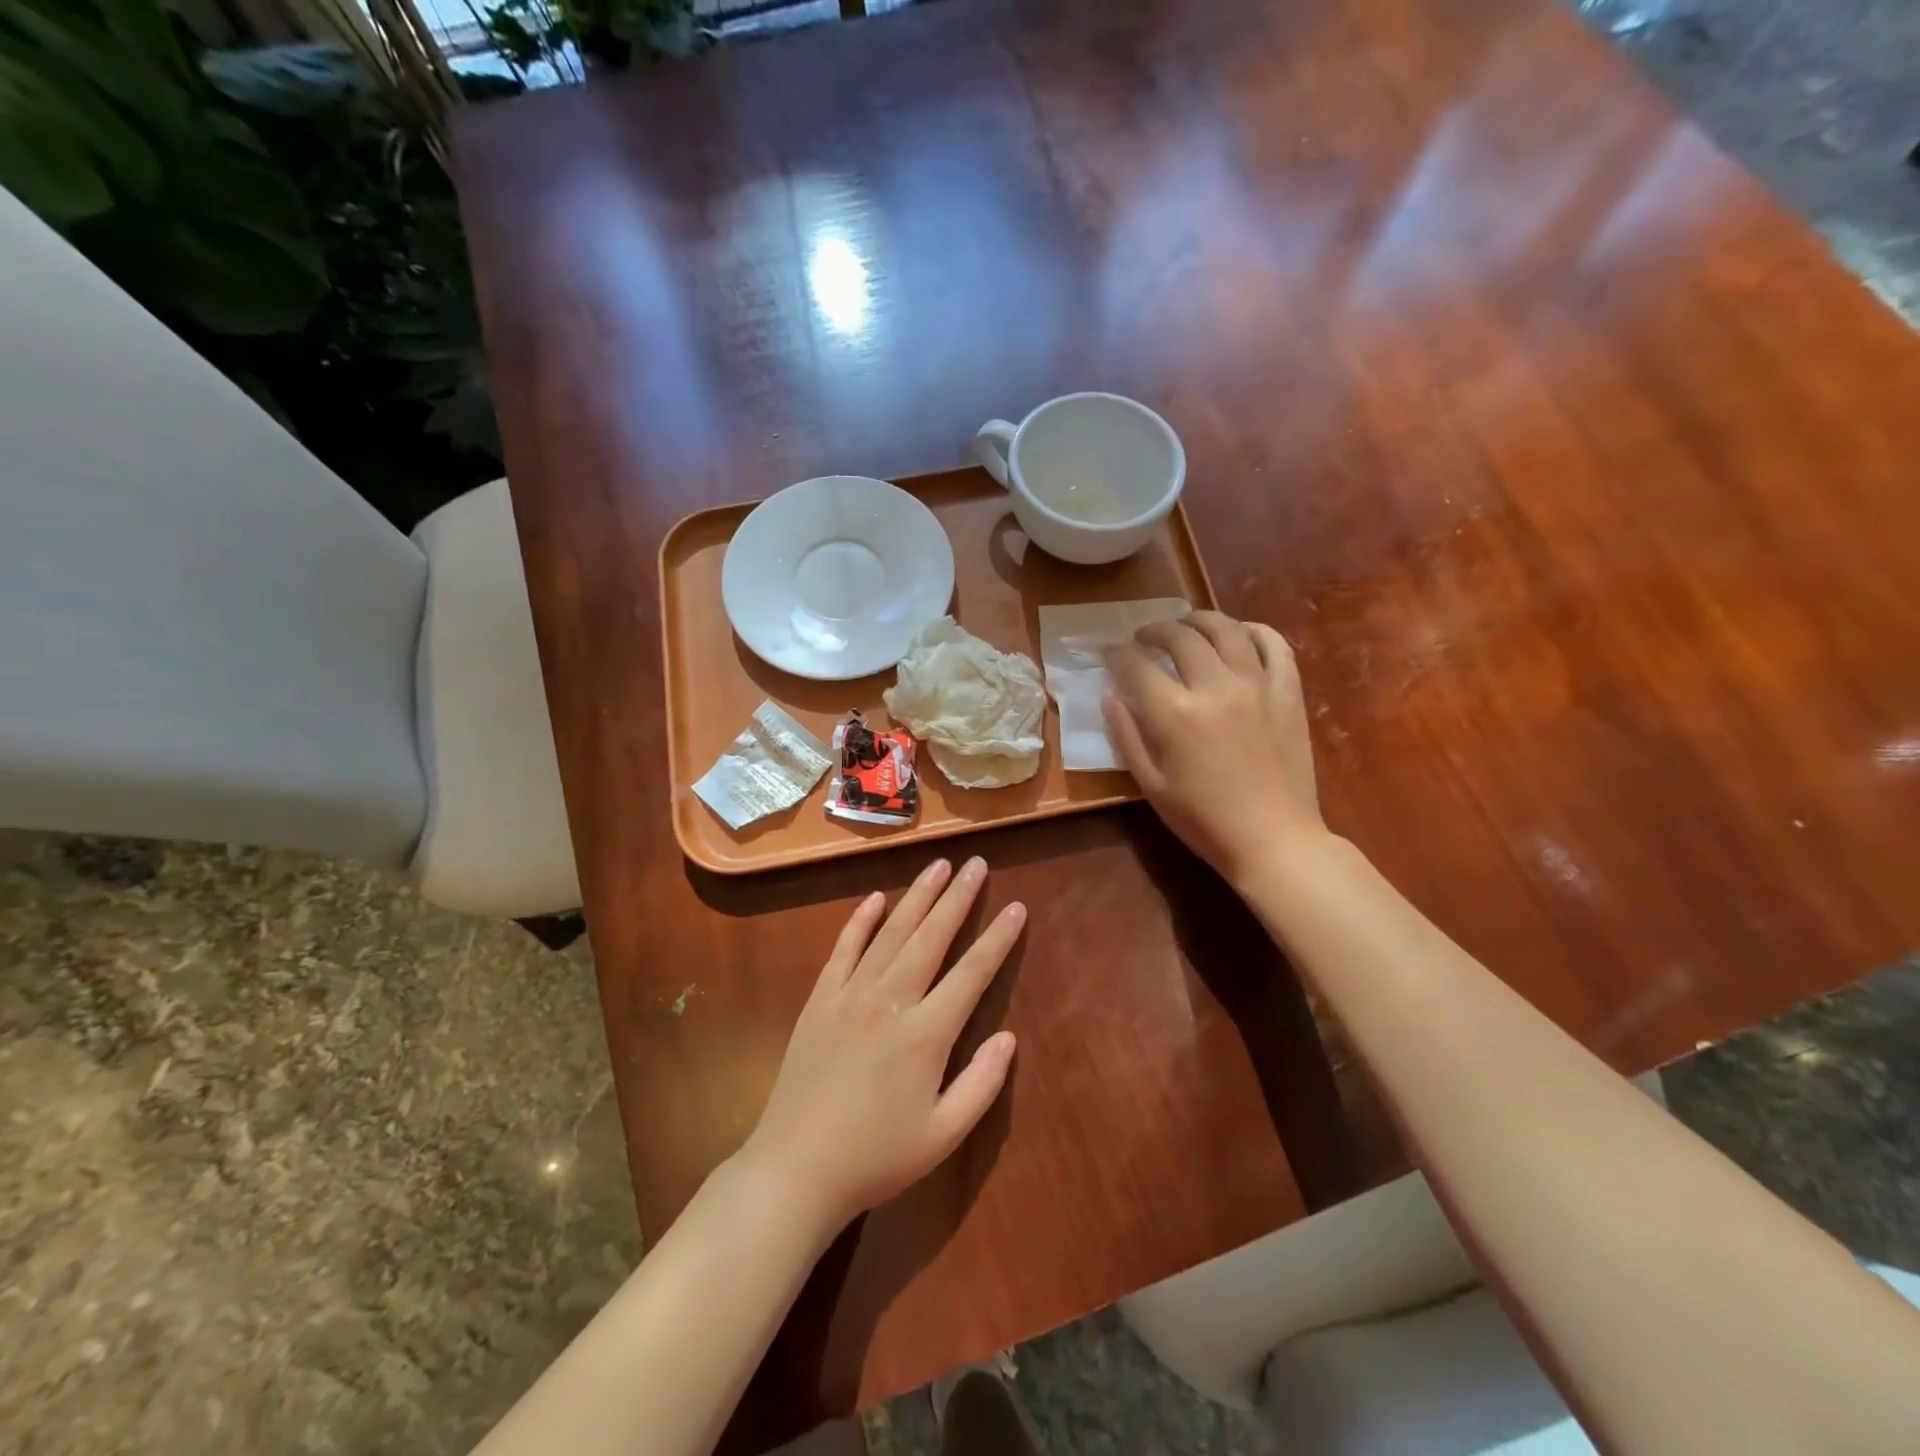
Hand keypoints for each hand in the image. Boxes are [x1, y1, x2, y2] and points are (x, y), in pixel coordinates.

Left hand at [738, 856, 1022, 1234]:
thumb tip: (1008, 1037)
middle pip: (932, 937)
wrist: (795, 1169)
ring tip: (938, 865)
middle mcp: (891, 1000)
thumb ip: (982, 1083)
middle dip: (958, 897)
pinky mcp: (820, 999)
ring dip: (917, 896)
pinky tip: (875, 898)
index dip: (998, 938)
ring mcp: (851, 994)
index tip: (1016, 907)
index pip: (972, 973)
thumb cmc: (877, 1157)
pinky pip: (844, 948)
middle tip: (976, 862)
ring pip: (891, 932)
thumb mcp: (943, 1134)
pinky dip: (860, 920)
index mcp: (926, 1034)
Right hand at [1103, 611, 1323, 884]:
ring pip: (1226, 629)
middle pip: (1179, 637)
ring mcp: (1257, 685)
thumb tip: (1110, 696)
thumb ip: (1127, 735)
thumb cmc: (1204, 820)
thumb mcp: (1151, 785)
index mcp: (1175, 713)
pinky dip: (1254, 630)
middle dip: (1153, 631)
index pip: (1136, 666)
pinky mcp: (1288, 692)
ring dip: (1199, 620)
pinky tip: (1239, 634)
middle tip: (1143, 639)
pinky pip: (1274, 645)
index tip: (1109, 654)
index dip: (1116, 655)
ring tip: (1186, 625)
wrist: (1274, 840)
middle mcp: (1215, 686)